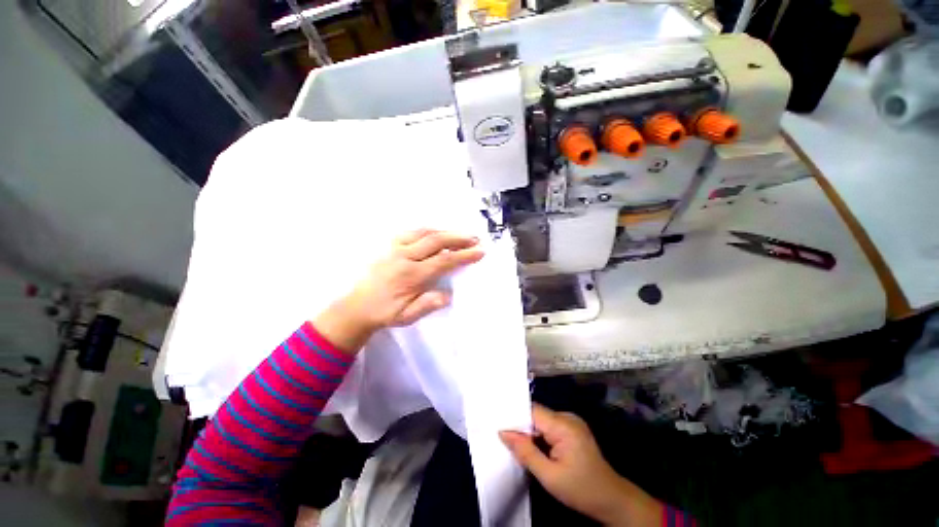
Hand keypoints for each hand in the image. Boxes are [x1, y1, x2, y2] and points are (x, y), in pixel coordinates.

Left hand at [313, 229, 484, 353]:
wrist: (357, 306)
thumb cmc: (385, 312)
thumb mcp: (407, 316)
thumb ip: (428, 304)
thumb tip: (448, 294)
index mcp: (411, 276)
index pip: (443, 261)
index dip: (463, 255)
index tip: (480, 252)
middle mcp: (404, 257)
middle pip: (436, 241)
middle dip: (459, 238)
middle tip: (476, 238)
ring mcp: (395, 248)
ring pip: (425, 232)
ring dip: (445, 231)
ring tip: (461, 234)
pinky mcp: (389, 245)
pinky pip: (412, 232)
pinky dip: (428, 230)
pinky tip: (436, 232)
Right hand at [500, 405, 662, 526]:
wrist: (612, 500)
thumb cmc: (580, 489)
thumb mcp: (549, 476)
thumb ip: (525, 452)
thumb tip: (503, 432)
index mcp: (563, 425)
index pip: (532, 411)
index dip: (515, 418)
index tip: (498, 425)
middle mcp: (568, 416)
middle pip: (536, 414)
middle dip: (522, 426)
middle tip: (505, 438)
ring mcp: (572, 421)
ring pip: (542, 420)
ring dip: (530, 431)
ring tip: (517, 444)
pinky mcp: (573, 428)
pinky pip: (549, 425)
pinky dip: (540, 434)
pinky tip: (535, 446)